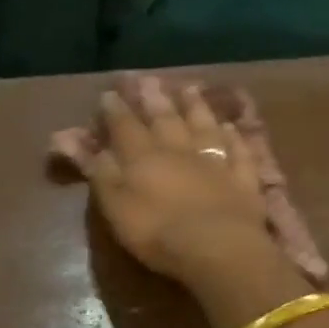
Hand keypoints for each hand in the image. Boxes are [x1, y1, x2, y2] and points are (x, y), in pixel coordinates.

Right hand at [86, 77, 275, 284]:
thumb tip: (85, 145)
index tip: (109, 94)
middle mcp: (178, 149)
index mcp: (143, 157)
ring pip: (204, 126)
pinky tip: (230, 126)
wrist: (218, 248)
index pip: (125, 127)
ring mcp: (215, 161)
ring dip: (195, 107)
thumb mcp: (115, 206)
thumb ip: (101, 173)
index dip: (115, 110)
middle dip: (155, 99)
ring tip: (190, 88)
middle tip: (149, 79)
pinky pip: (237, 150)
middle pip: (165, 119)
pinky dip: (233, 136)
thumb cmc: (157, 232)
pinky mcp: (243, 178)